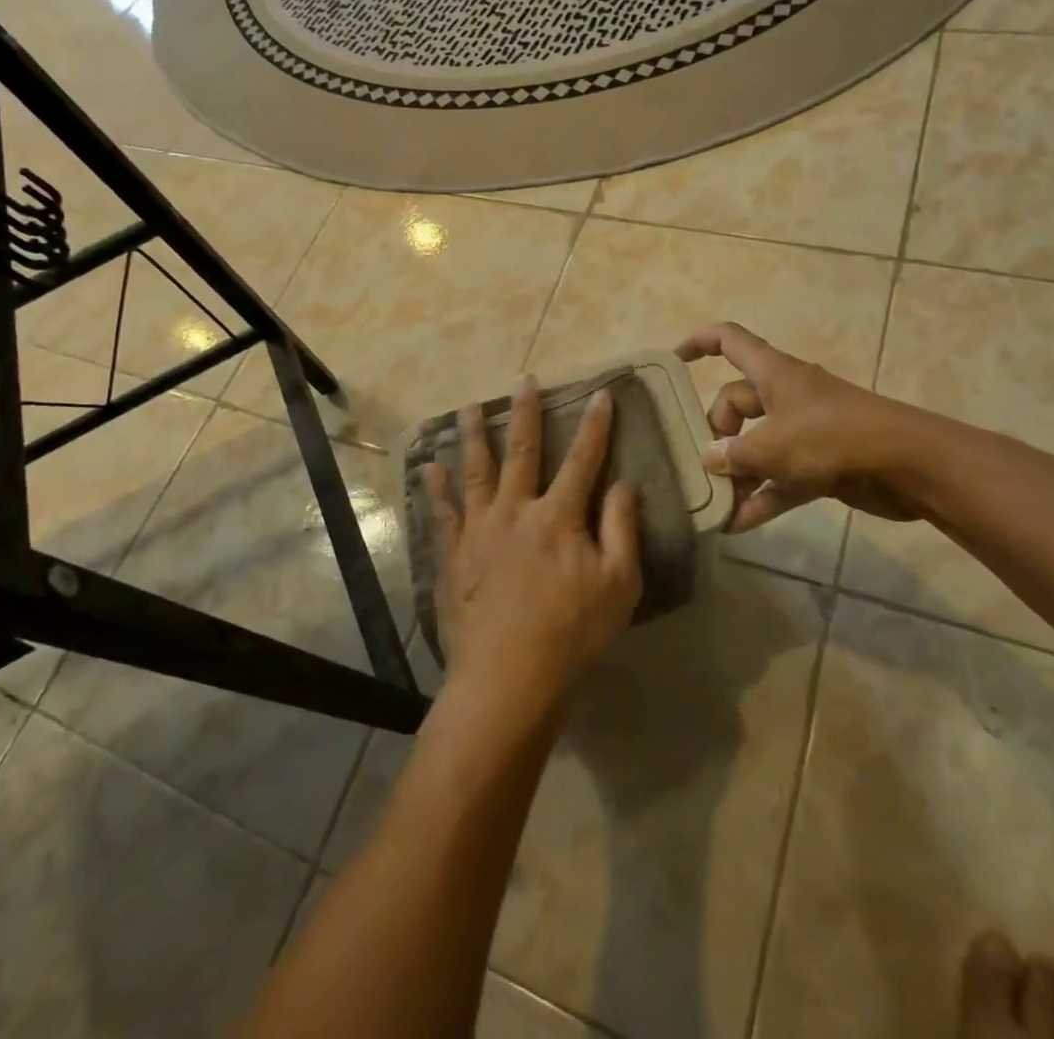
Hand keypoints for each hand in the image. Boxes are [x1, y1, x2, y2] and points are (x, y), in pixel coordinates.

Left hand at [423, 377, 642, 713]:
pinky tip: (429, 467)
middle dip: (525, 413)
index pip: (582, 460)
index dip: (595, 426)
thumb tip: (624, 484)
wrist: (509, 674)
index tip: (600, 393)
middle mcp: (516, 510)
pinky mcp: (454, 554)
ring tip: (467, 408)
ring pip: (476, 471)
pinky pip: (442, 513)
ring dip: (472, 437)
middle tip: (523, 380)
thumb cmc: (572, 631)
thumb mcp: (619, 583)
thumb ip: (622, 529)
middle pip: (522, 452)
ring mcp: (479, 530)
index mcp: (559, 516)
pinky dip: (435, 489)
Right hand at [675, 321, 936, 531]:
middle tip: (702, 465)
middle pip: (737, 402)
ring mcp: (805, 430)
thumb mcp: (773, 445)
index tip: (674, 361)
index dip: (699, 342)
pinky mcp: (821, 463)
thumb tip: (709, 457)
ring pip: (758, 444)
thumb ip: (735, 453)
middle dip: (717, 432)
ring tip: (712, 502)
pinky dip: (763, 496)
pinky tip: (738, 524)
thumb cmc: (833, 438)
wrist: (908, 465)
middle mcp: (786, 395)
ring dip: (737, 472)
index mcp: (774, 373)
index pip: (729, 340)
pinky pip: (781, 477)